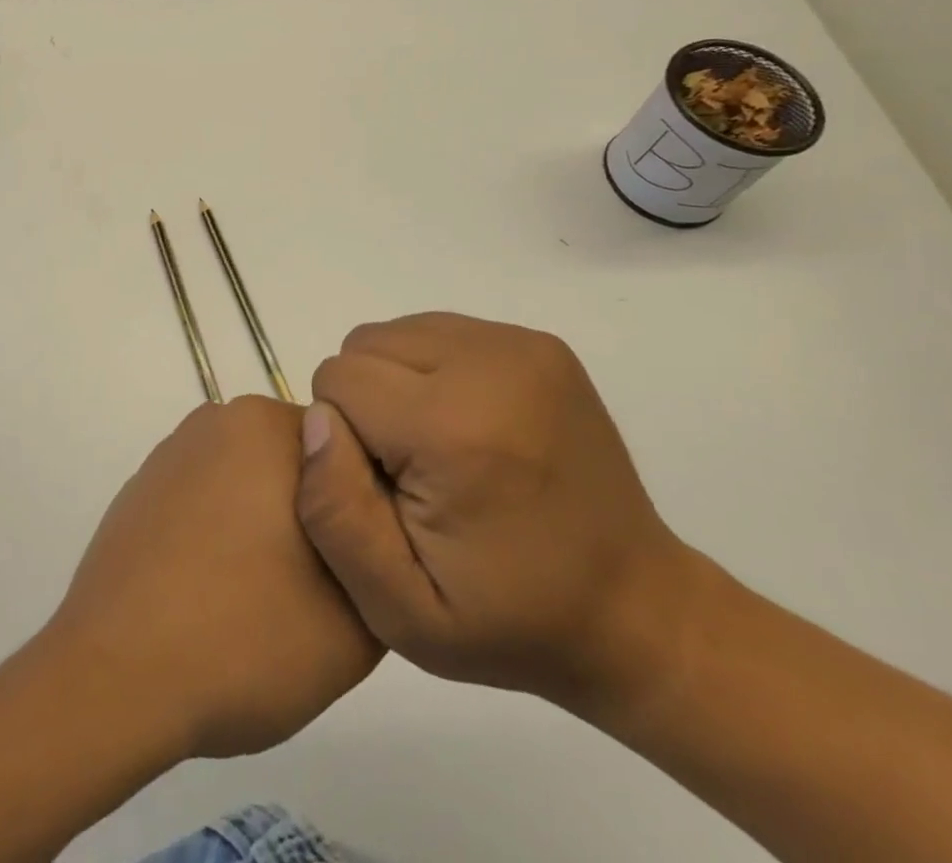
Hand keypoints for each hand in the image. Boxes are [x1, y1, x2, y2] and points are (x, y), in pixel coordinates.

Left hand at [47, 396, 381, 760]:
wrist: (114, 679)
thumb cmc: (243, 638)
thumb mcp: (358, 621)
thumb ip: (384, 561)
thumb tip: (369, 536)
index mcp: (269, 426)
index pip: (349, 452)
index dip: (365, 512)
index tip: (362, 567)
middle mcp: (219, 419)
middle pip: (298, 462)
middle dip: (317, 515)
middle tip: (318, 590)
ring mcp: (174, 452)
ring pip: (251, 481)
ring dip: (268, 525)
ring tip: (262, 600)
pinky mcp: (142, 487)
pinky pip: (206, 500)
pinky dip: (220, 534)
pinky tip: (213, 595)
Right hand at [295, 313, 698, 717]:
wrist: (635, 609)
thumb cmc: (510, 620)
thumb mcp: (401, 611)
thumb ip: (336, 514)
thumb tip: (316, 419)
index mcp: (453, 428)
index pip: (337, 380)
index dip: (344, 438)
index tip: (383, 488)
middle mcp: (488, 364)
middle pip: (364, 345)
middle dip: (365, 401)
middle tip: (407, 469)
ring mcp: (520, 346)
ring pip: (397, 331)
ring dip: (395, 381)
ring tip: (436, 446)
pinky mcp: (538, 342)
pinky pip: (439, 331)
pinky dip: (431, 369)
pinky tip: (465, 425)